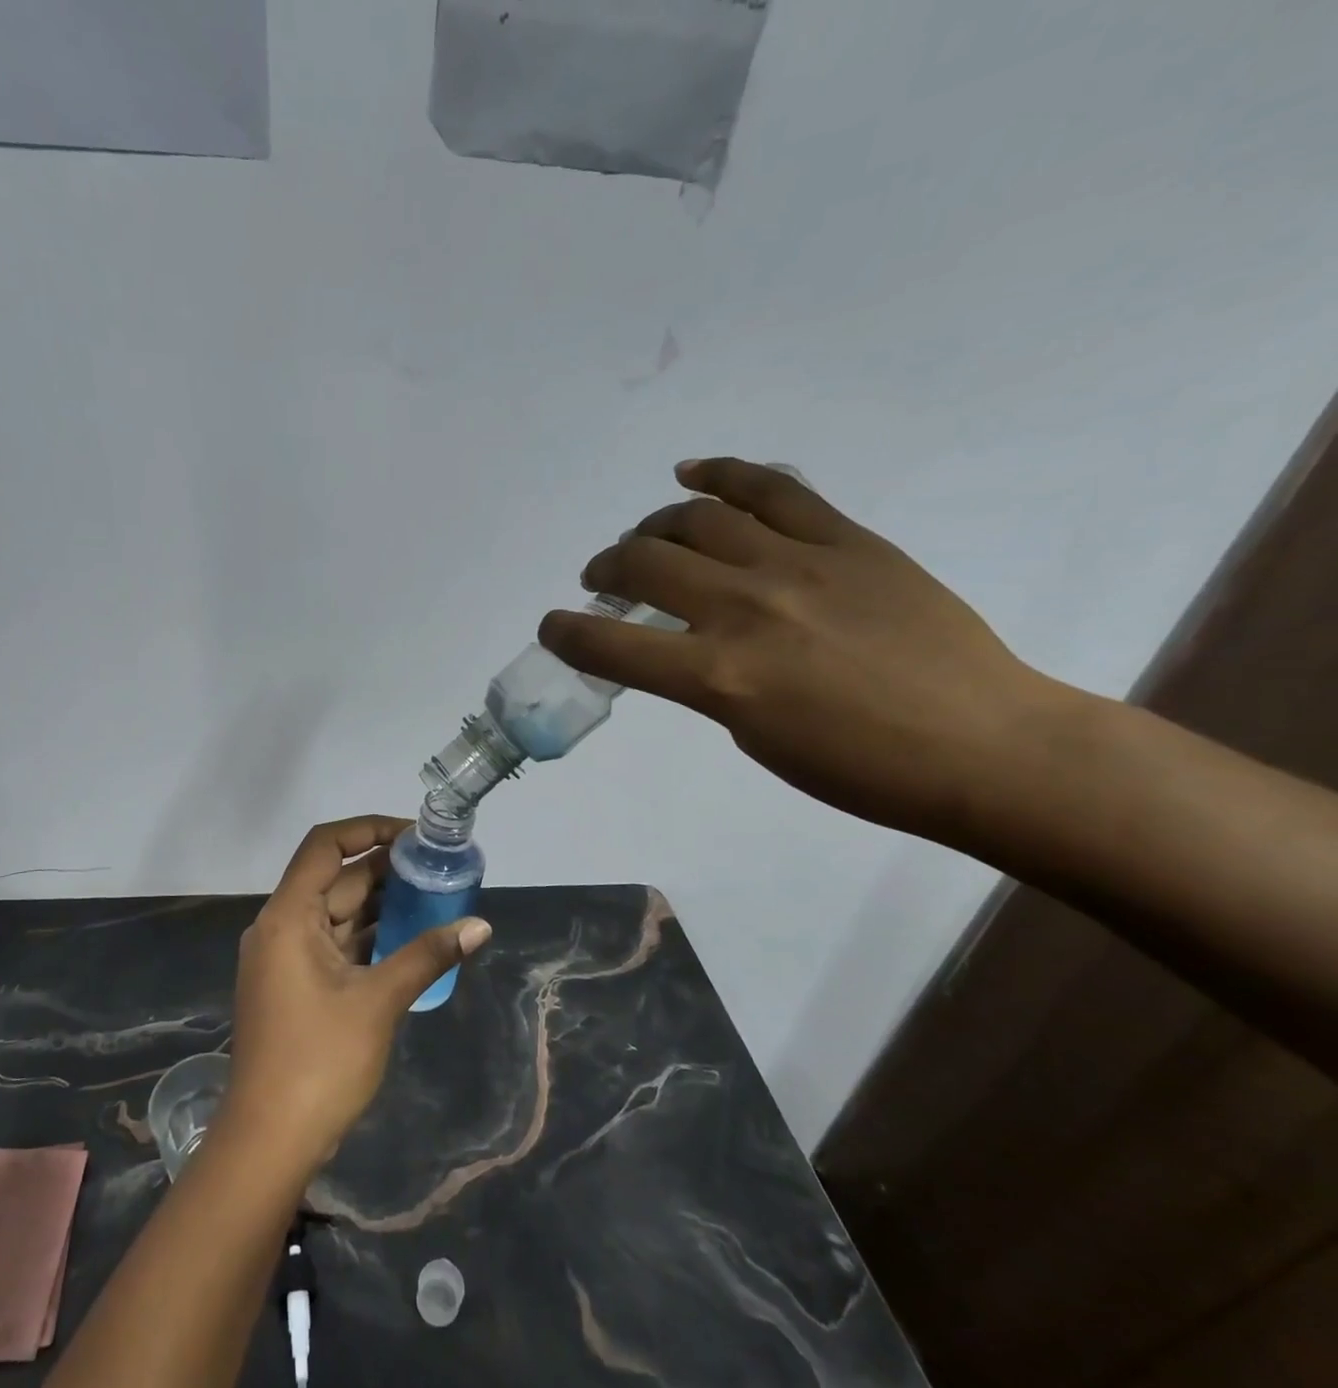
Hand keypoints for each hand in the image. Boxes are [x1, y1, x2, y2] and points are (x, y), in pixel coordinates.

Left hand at [221, 817, 491, 1170]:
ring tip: (435, 895)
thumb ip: (428, 955)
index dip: (368, 829)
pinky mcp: (296, 985)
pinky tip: (411, 937)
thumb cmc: (319, 1061)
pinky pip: (336, 944)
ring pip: (338, 913)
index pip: (325, 846)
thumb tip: (480, 926)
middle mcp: (281, 927)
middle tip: (438, 868)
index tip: (414, 836)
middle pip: (335, 879)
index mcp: (288, 917)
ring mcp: (286, 958)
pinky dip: (370, 936)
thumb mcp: (379, 1002)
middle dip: (386, 870)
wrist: (269, 1140)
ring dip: (382, 904)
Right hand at [539, 459, 1072, 847]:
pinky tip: (692, 474)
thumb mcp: (753, 737)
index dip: (567, 633)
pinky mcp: (847, 539)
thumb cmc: (857, 768)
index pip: (612, 644)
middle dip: (606, 569)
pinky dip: (724, 475)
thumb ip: (707, 683)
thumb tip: (685, 646)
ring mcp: (798, 565)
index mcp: (718, 677)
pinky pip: (775, 488)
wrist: (979, 743)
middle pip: (645, 565)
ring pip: (699, 518)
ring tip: (646, 538)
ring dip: (653, 526)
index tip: (553, 626)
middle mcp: (745, 609)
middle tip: (602, 577)